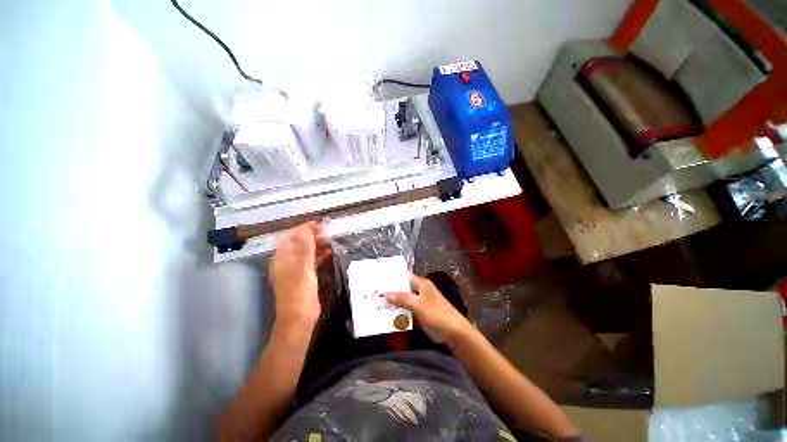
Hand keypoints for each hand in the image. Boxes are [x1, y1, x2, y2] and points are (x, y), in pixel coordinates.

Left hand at [269, 222, 330, 326]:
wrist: (299, 318)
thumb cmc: (299, 292)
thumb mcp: (303, 268)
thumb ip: (305, 248)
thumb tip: (307, 229)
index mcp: (282, 258)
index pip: (290, 236)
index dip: (303, 228)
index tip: (318, 224)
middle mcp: (286, 261)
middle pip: (298, 243)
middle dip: (311, 235)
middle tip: (327, 231)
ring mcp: (295, 269)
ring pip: (306, 251)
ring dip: (316, 244)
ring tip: (330, 239)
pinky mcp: (304, 276)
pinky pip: (311, 261)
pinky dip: (319, 255)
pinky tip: (329, 252)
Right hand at [385, 274, 471, 342]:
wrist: (454, 333)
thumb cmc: (436, 315)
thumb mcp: (417, 305)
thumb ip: (401, 298)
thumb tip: (385, 293)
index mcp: (422, 284)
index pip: (405, 276)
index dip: (393, 277)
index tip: (379, 278)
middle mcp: (421, 290)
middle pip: (404, 287)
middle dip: (391, 290)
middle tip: (375, 292)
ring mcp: (422, 302)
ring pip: (405, 299)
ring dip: (395, 301)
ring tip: (378, 302)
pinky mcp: (422, 312)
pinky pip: (408, 309)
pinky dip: (400, 310)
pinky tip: (389, 313)